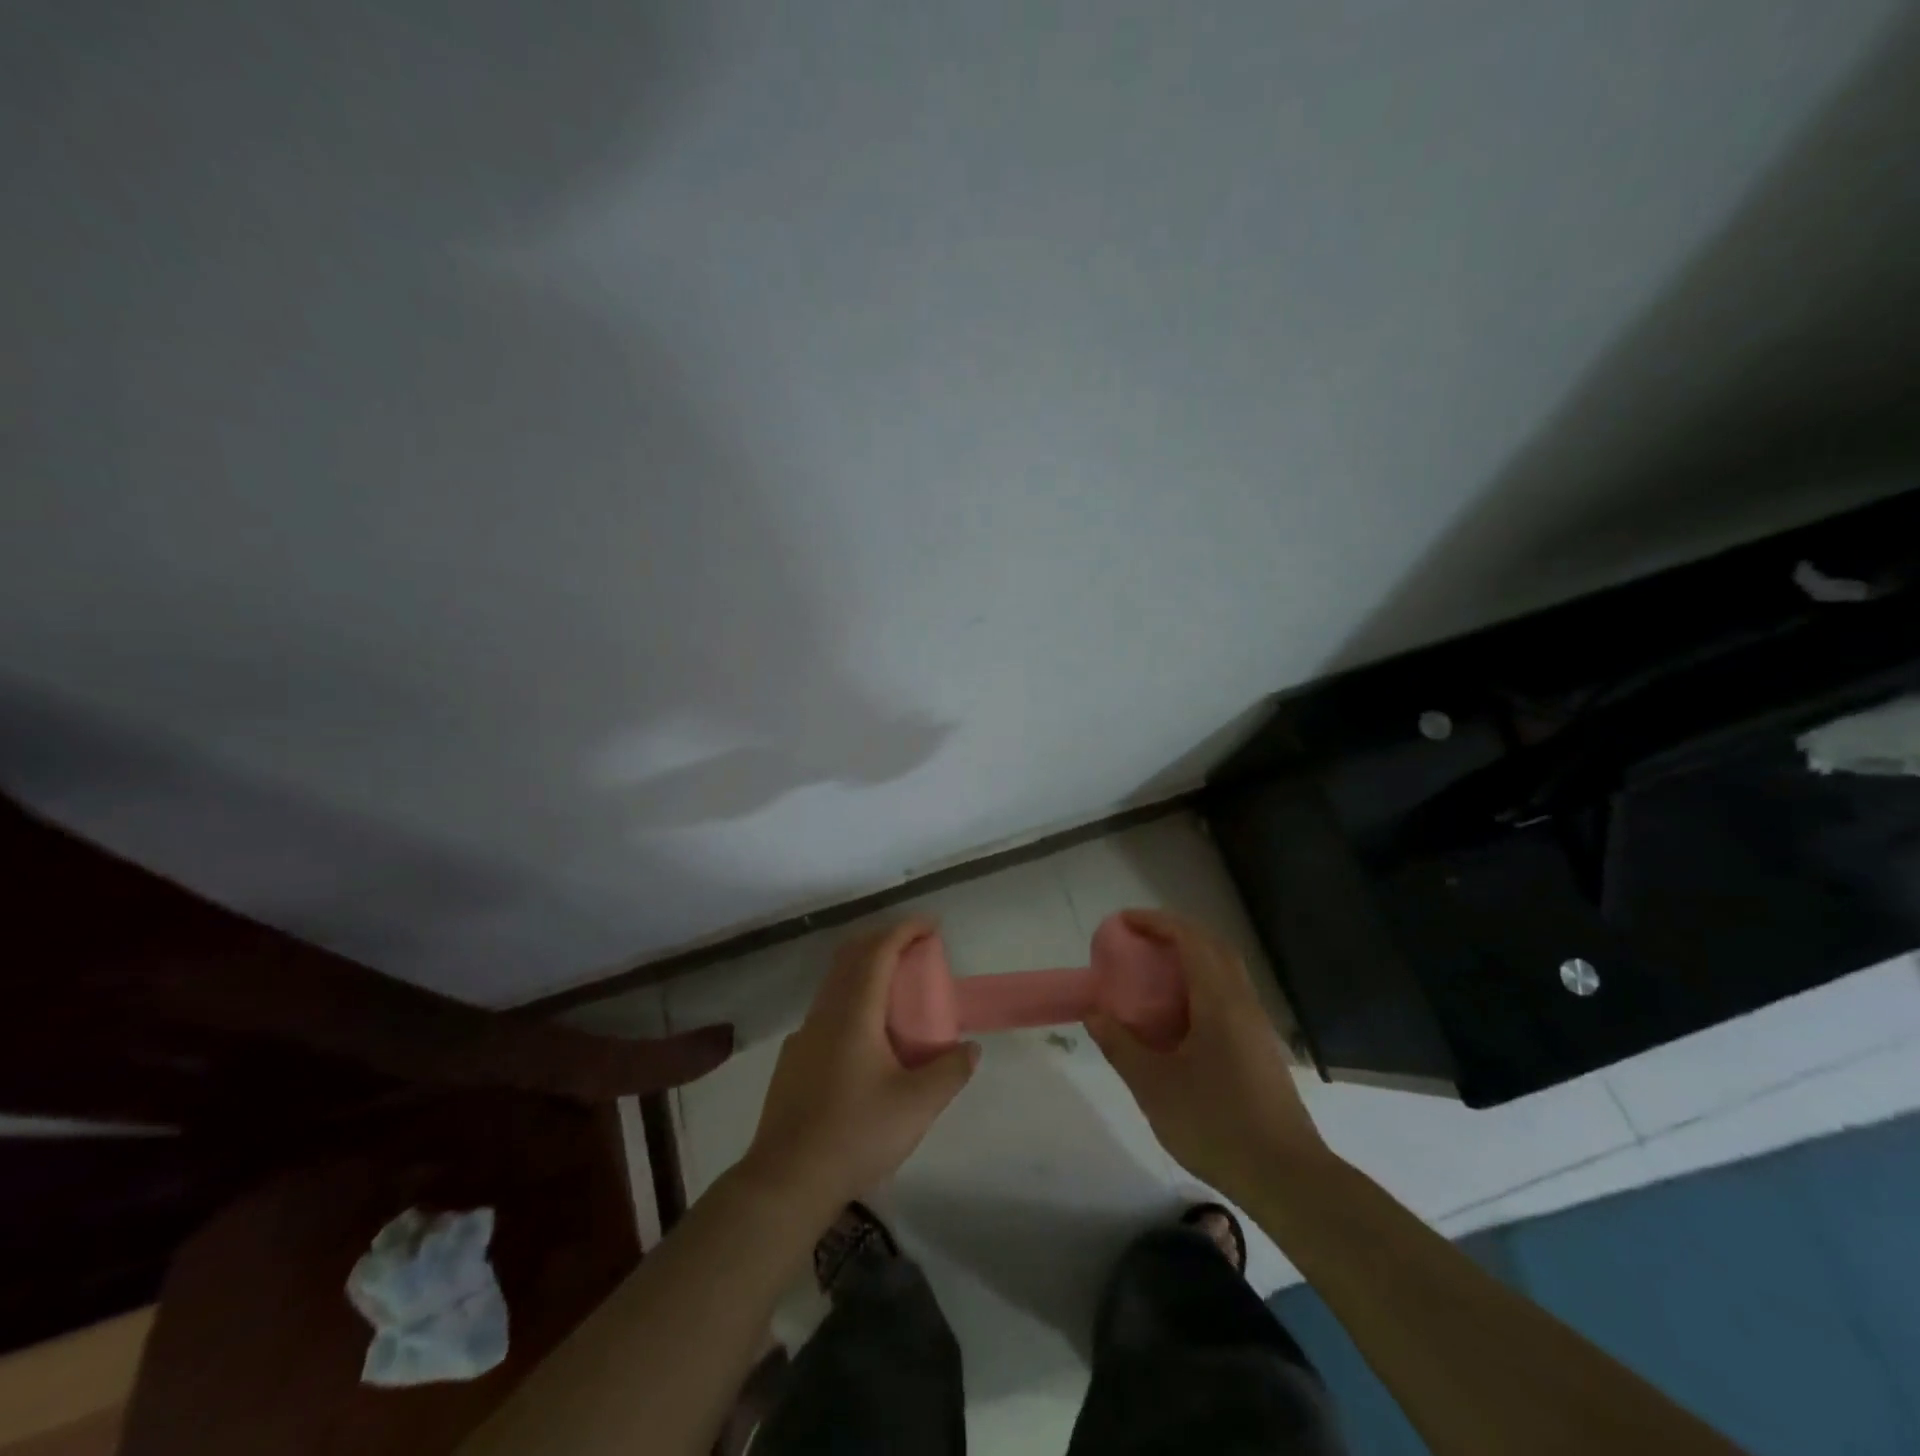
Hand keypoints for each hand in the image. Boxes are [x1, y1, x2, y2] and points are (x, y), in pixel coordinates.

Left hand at [742, 918, 978, 1213]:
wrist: (786, 1180)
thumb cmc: (855, 1134)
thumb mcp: (917, 1106)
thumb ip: (950, 1071)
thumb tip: (970, 1049)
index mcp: (853, 1012)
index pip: (879, 950)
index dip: (906, 929)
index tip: (932, 924)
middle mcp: (825, 1013)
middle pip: (852, 957)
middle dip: (885, 941)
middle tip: (916, 948)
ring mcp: (804, 1036)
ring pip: (836, 983)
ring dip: (866, 971)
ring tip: (898, 990)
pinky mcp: (793, 1060)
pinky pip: (826, 1011)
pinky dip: (851, 1000)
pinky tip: (866, 1037)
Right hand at [1085, 909, 1327, 1200]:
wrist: (1286, 1178)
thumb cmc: (1216, 1125)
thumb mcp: (1154, 1087)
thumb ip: (1121, 1045)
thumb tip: (1095, 1013)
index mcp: (1219, 1001)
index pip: (1190, 939)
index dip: (1157, 922)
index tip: (1124, 921)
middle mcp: (1243, 1002)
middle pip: (1213, 946)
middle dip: (1175, 933)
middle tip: (1139, 939)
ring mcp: (1257, 1025)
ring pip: (1225, 970)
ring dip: (1192, 957)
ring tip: (1154, 972)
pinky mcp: (1261, 1048)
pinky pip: (1230, 995)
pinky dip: (1202, 984)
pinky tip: (1181, 1014)